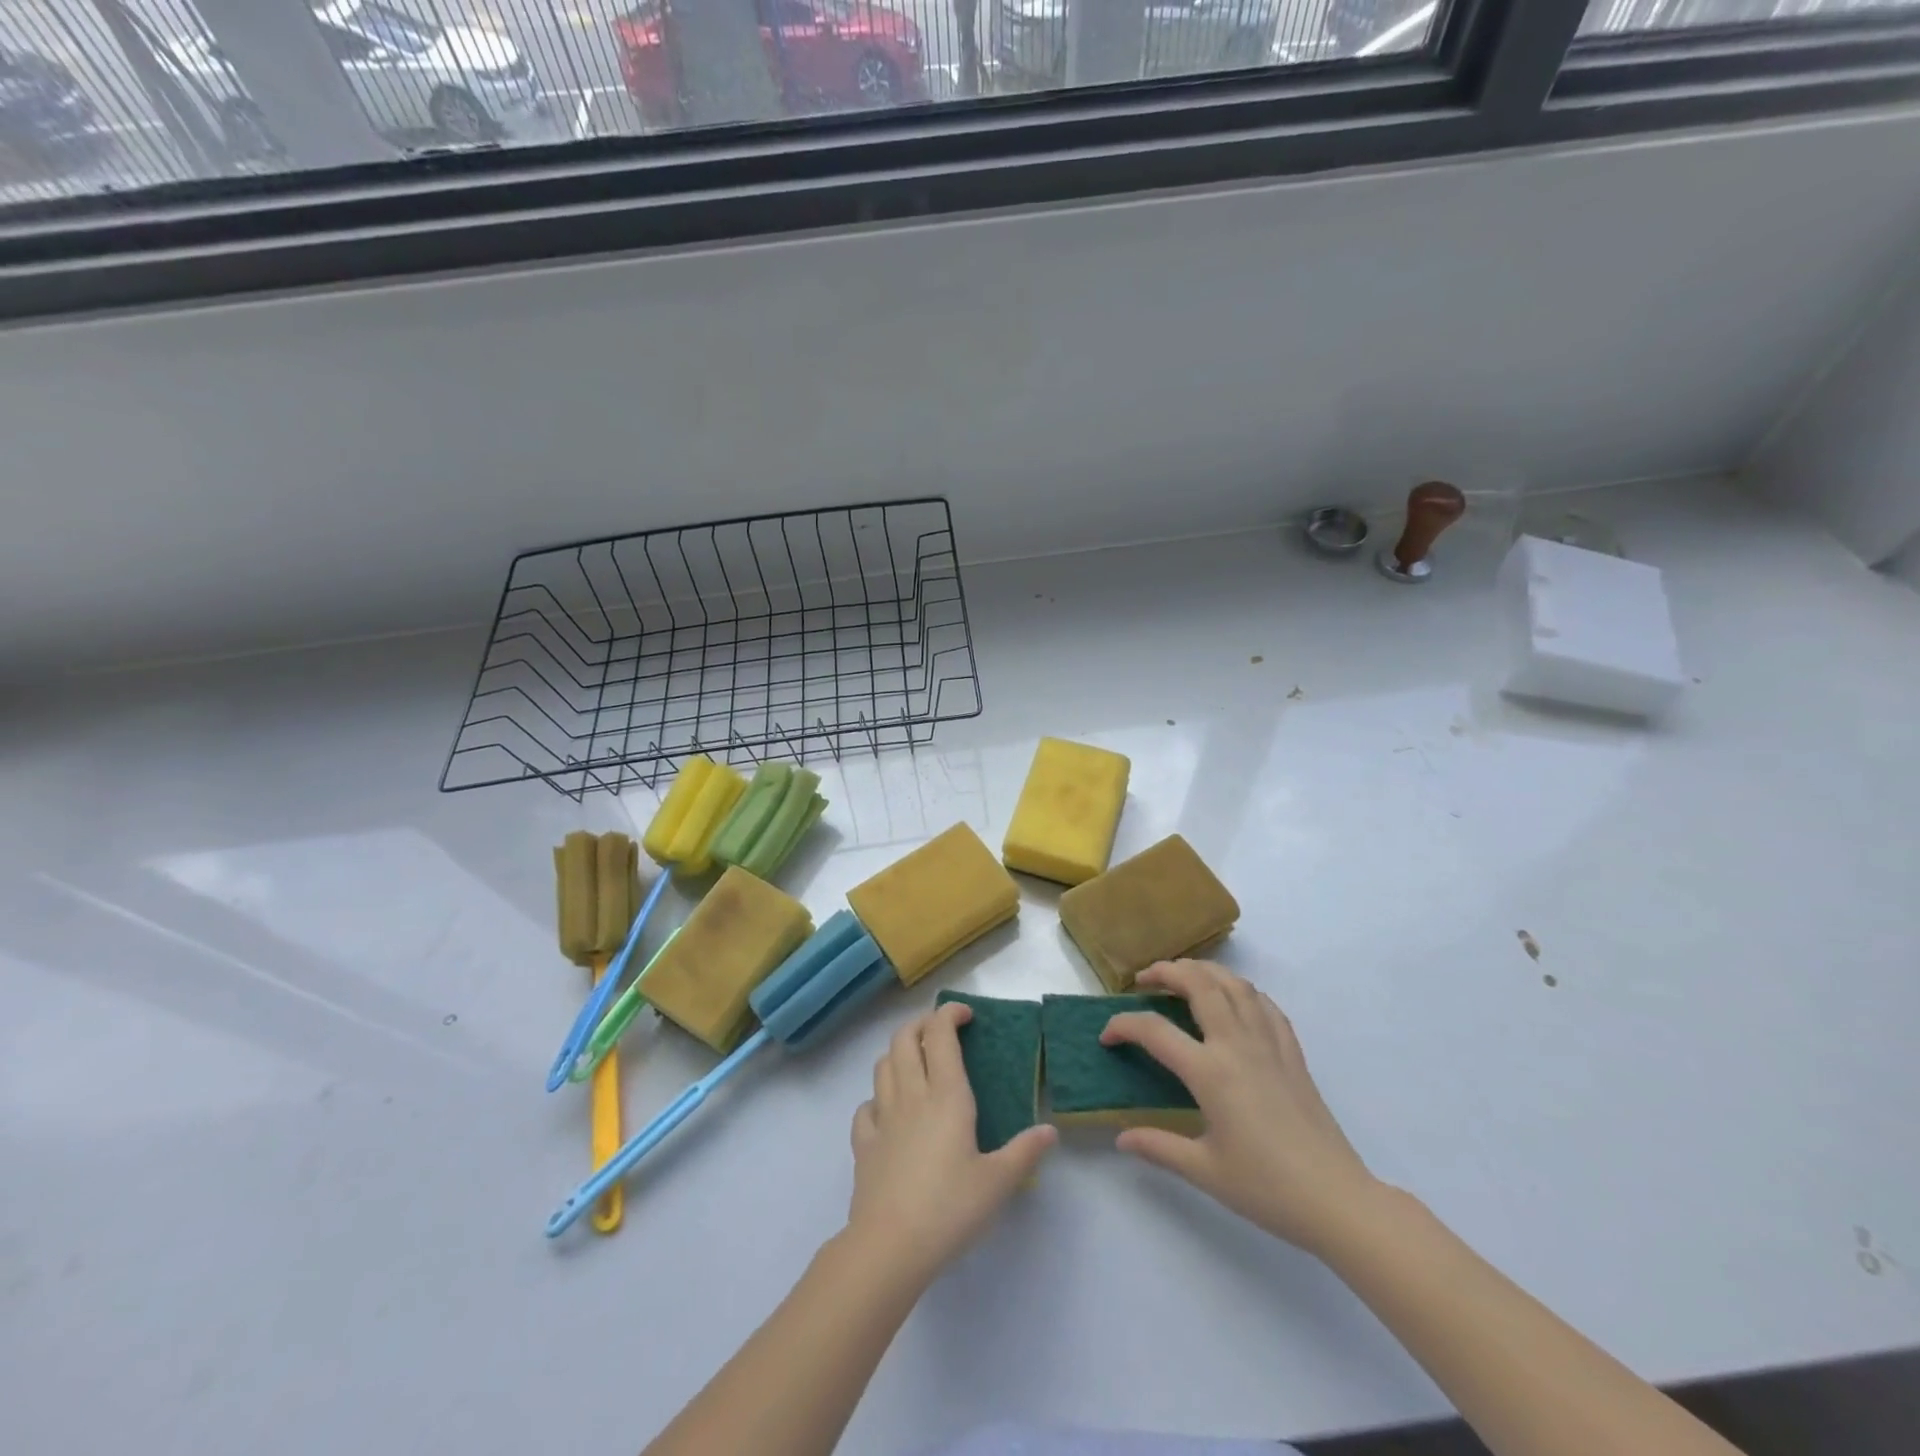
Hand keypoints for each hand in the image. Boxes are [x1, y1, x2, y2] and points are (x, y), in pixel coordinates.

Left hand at [844, 1001, 1056, 1287]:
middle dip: (921, 1024)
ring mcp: (882, 1118)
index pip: (940, 1035)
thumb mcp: (998, 1182)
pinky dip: (877, 1097)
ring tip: (916, 1062)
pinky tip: (888, 1111)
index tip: (965, 1015)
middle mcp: (911, 1095)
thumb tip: (1050, 1130)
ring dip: (898, 1052)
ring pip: (882, 1065)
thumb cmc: (950, 1208)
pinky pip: (865, 1107)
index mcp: (945, 1095)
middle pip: (904, 1038)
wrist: (890, 1246)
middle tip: (940, 1031)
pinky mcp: (864, 1144)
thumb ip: (1025, 1152)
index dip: (949, 1014)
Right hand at [1100, 959, 1380, 1256]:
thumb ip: (1159, 1146)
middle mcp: (1237, 1045)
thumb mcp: (1205, 1171)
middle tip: (1144, 979)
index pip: (1154, 1031)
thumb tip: (1121, 1138)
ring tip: (1184, 976)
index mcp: (1210, 1072)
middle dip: (1166, 972)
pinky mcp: (1292, 1053)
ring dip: (1203, 971)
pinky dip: (1242, 991)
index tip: (1107, 1037)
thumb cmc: (1267, 1187)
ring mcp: (1269, 1044)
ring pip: (1234, 985)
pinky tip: (1233, 999)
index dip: (1123, 1026)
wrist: (1337, 1200)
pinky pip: (1265, 1005)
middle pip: (1199, 984)